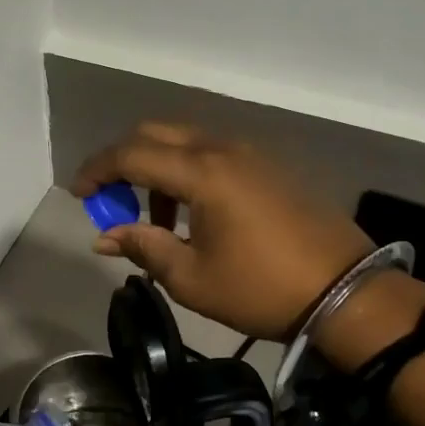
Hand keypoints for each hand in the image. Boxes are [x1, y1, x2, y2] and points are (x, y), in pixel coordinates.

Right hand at [71, 123, 381, 340]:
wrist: (346, 292)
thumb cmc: (262, 288)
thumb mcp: (192, 277)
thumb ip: (143, 247)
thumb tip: (104, 236)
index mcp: (202, 173)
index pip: (132, 155)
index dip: (97, 171)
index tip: (78, 195)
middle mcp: (223, 149)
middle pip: (156, 133)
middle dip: (124, 161)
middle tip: (111, 200)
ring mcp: (250, 153)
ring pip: (185, 141)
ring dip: (158, 167)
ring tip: (156, 217)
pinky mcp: (268, 166)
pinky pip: (213, 153)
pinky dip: (187, 170)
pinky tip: (193, 211)